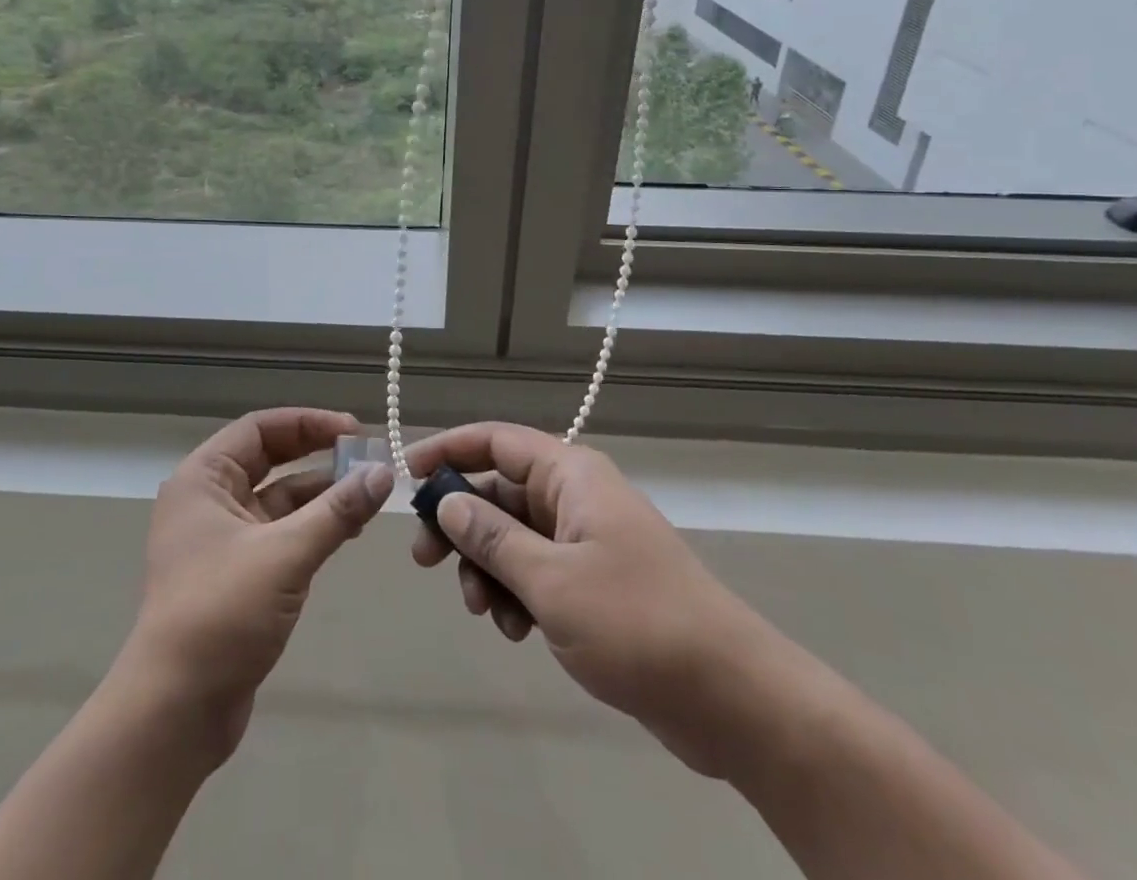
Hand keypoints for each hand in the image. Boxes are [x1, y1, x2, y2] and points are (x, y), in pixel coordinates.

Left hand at [123, 408, 393, 760]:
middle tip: (367, 458)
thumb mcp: (284, 554)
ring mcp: (222, 538)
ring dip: (321, 494)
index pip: (260, 428)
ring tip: (369, 495)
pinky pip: (281, 533)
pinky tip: (347, 530)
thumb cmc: (221, 613)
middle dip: (319, 455)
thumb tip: (383, 473)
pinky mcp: (238, 574)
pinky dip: (313, 527)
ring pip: (280, 498)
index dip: (310, 423)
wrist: (174, 712)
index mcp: (204, 478)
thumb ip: (336, 511)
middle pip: (271, 458)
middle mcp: (209, 499)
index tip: (355, 431)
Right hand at [408, 422, 782, 776]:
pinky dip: (516, 593)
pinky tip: (517, 631)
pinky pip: (536, 571)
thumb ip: (492, 537)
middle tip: (426, 561)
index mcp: (570, 474)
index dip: (448, 450)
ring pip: (513, 536)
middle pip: (499, 491)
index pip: (496, 440)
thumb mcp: (550, 580)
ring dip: (488, 568)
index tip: (407, 475)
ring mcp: (586, 540)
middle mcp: (576, 496)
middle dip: (461, 524)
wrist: (730, 696)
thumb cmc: (636, 621)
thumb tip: (447, 501)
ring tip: (484, 612)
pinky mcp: (593, 581)